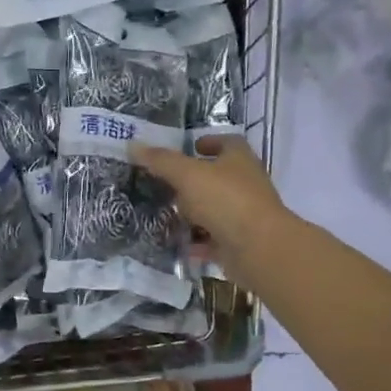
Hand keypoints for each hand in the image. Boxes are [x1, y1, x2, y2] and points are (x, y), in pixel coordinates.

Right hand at [131, 135, 292, 288]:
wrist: (257, 248)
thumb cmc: (225, 200)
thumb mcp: (187, 175)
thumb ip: (161, 161)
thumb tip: (133, 145)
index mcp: (239, 160)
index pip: (227, 143)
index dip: (209, 142)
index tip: (190, 147)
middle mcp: (245, 184)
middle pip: (218, 177)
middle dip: (193, 181)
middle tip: (166, 183)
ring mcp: (244, 215)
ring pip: (214, 210)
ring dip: (193, 212)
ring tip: (165, 214)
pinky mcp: (238, 242)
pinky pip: (212, 239)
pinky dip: (196, 241)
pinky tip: (176, 243)